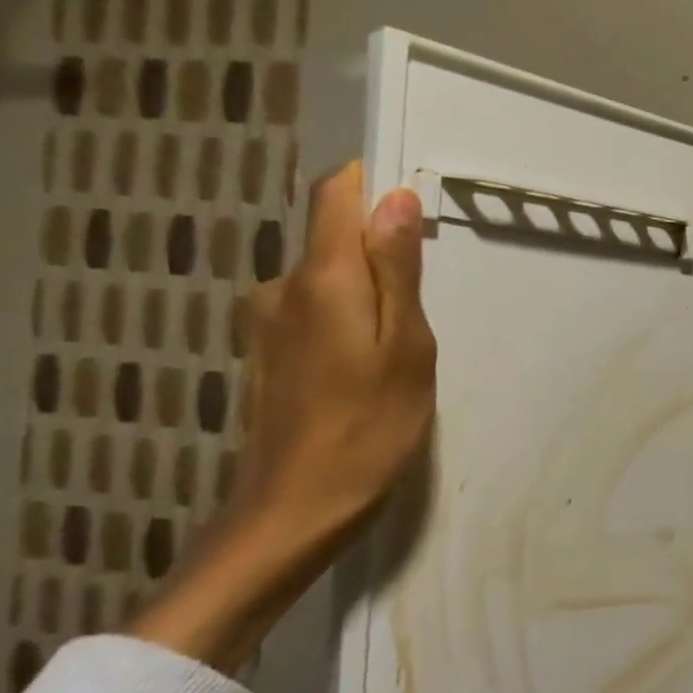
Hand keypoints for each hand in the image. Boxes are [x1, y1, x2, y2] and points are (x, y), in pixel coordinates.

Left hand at [229, 162, 436, 542]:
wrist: (296, 508)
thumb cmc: (371, 426)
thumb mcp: (406, 346)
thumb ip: (397, 270)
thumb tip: (395, 198)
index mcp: (322, 279)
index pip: (336, 197)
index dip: (371, 184)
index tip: (414, 200)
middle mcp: (281, 288)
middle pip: (334, 239)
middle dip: (383, 253)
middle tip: (425, 310)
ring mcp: (267, 322)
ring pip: (328, 280)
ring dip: (369, 294)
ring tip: (403, 347)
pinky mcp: (267, 353)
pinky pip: (316, 311)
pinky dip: (349, 320)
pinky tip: (369, 367)